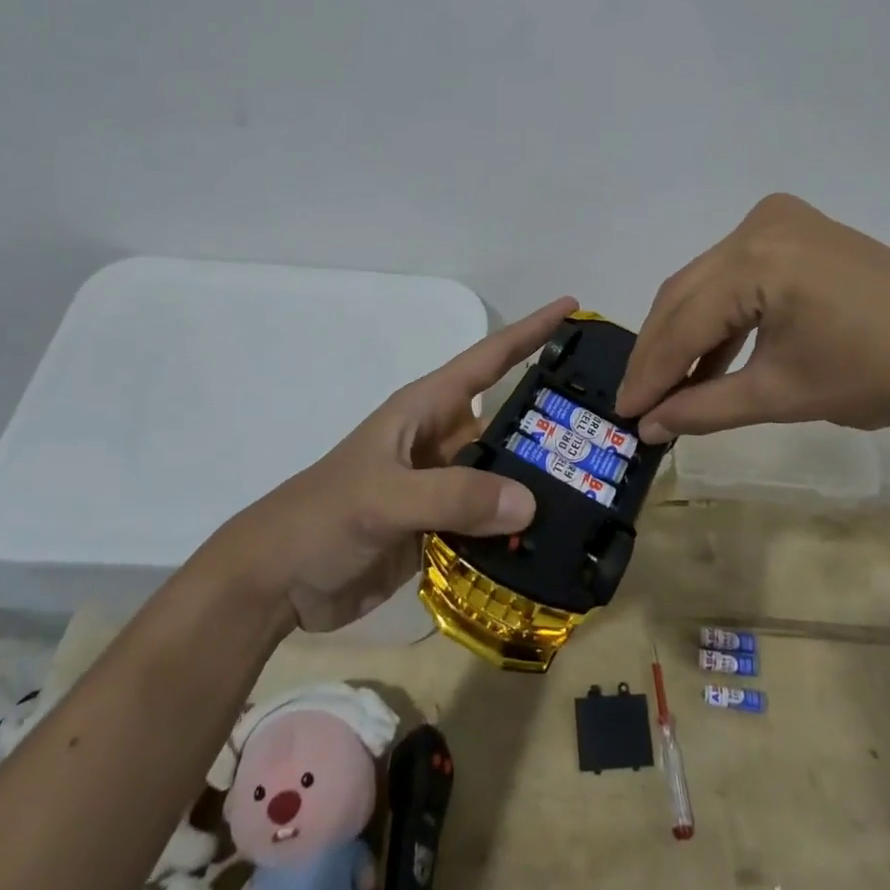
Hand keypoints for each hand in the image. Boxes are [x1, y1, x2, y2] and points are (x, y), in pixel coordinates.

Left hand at [227, 297, 575, 632]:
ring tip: (598, 488)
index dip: (529, 330)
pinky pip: (490, 520)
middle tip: (612, 425)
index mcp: (426, 410)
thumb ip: (453, 497)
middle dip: (553, 420)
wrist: (277, 581)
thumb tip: (531, 502)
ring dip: (540, 481)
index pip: (488, 359)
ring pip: (503, 474)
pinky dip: (518, 529)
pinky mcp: (440, 529)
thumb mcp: (384, 497)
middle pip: (508, 421)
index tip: (572, 307)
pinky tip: (554, 540)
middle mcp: (441, 441)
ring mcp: (441, 486)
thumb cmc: (323, 516)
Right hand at [616, 194, 889, 440]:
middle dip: (660, 352)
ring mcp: (776, 221)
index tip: (624, 414)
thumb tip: (649, 428)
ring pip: (706, 281)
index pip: (684, 322)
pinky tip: (708, 356)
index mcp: (757, 259)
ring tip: (666, 385)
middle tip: (637, 402)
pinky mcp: (792, 228)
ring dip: (686, 333)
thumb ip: (704, 408)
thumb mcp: (782, 395)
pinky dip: (720, 313)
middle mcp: (756, 226)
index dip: (650, 372)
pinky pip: (735, 272)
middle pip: (686, 294)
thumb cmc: (878, 375)